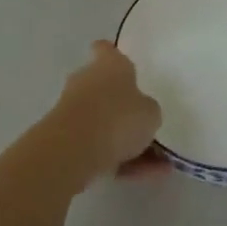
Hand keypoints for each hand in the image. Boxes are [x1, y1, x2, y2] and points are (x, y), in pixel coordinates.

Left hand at [51, 41, 162, 181]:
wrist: (74, 149)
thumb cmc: (118, 116)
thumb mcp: (150, 112)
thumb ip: (148, 111)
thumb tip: (142, 113)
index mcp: (108, 64)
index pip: (107, 50)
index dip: (113, 55)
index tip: (125, 66)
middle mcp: (87, 81)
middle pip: (105, 89)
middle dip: (123, 106)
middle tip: (148, 124)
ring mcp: (74, 111)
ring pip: (105, 123)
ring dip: (127, 141)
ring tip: (158, 164)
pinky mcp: (67, 139)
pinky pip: (100, 148)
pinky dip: (120, 161)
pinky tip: (145, 175)